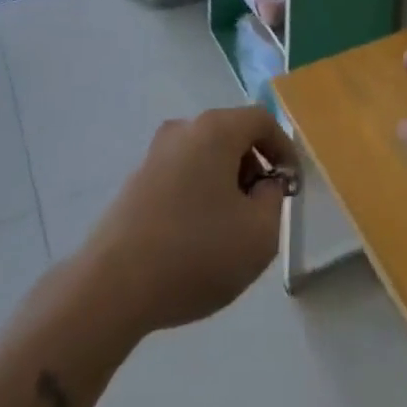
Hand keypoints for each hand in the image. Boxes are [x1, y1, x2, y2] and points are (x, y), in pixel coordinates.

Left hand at [82, 106, 297, 332]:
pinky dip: (199, 195)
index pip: (261, 120)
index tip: (291, 185)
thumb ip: (274, 201)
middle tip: (262, 211)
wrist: (114, 285)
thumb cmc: (195, 252)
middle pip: (232, 135)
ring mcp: (155, 153)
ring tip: (230, 231)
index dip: (284, 148)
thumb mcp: (258, 235)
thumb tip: (265, 185)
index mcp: (215, 129)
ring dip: (226, 183)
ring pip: (206, 156)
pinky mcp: (137, 180)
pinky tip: (196, 239)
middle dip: (254, 168)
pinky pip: (182, 175)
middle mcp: (184, 129)